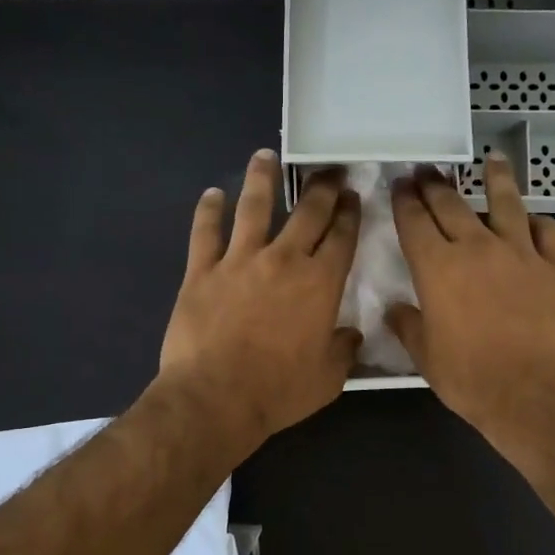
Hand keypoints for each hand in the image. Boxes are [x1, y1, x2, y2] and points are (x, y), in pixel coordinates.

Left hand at [156, 150, 361, 456]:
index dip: (350, 214)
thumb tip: (351, 335)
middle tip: (328, 171)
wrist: (215, 398)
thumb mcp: (328, 379)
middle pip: (307, 213)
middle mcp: (283, 260)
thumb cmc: (278, 391)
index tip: (353, 198)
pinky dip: (208, 210)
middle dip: (322, 188)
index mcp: (320, 284)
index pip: (341, 237)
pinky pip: (205, 232)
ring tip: (265, 156)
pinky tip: (212, 194)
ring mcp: (239, 261)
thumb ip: (343, 351)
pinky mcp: (201, 271)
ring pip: (254, 207)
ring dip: (262, 178)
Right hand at [388, 155, 554, 444]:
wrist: (536, 393)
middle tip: (427, 170)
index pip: (415, 221)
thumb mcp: (426, 357)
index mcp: (438, 268)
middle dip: (435, 184)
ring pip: (507, 204)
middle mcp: (478, 248)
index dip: (405, 201)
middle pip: (452, 204)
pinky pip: (550, 233)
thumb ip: (408, 326)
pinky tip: (535, 220)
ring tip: (493, 161)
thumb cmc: (471, 378)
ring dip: (497, 180)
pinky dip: (540, 223)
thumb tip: (396, 309)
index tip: (400, 185)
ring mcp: (522, 254)